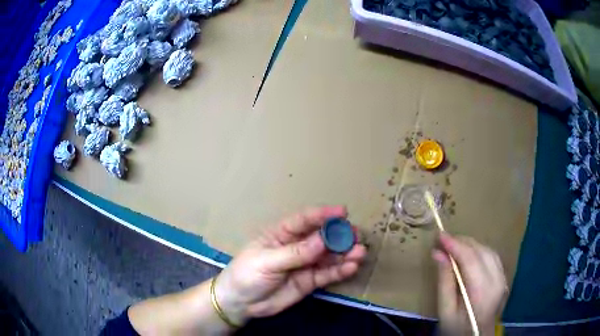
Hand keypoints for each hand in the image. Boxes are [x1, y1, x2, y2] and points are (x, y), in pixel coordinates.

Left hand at [213, 206, 366, 325]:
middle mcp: (297, 246)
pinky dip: (340, 270)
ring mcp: (305, 264)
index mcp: (281, 234)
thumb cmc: (247, 274)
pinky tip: (352, 267)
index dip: (323, 215)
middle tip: (356, 235)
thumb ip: (296, 253)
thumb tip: (322, 240)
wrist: (241, 303)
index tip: (342, 212)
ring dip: (345, 253)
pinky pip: (328, 274)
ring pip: (329, 256)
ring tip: (360, 252)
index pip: (304, 220)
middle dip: (339, 235)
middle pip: (322, 237)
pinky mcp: (310, 281)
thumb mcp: (267, 261)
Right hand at [433, 233, 507, 335]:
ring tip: (454, 245)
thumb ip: (444, 282)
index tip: (440, 235)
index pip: (471, 260)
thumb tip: (437, 254)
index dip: (455, 245)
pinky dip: (479, 250)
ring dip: (471, 245)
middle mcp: (497, 281)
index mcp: (481, 293)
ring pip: (488, 251)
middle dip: (462, 242)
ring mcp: (503, 278)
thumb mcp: (445, 311)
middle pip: (481, 252)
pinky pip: (492, 256)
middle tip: (444, 240)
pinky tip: (469, 253)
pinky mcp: (504, 277)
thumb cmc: (457, 328)